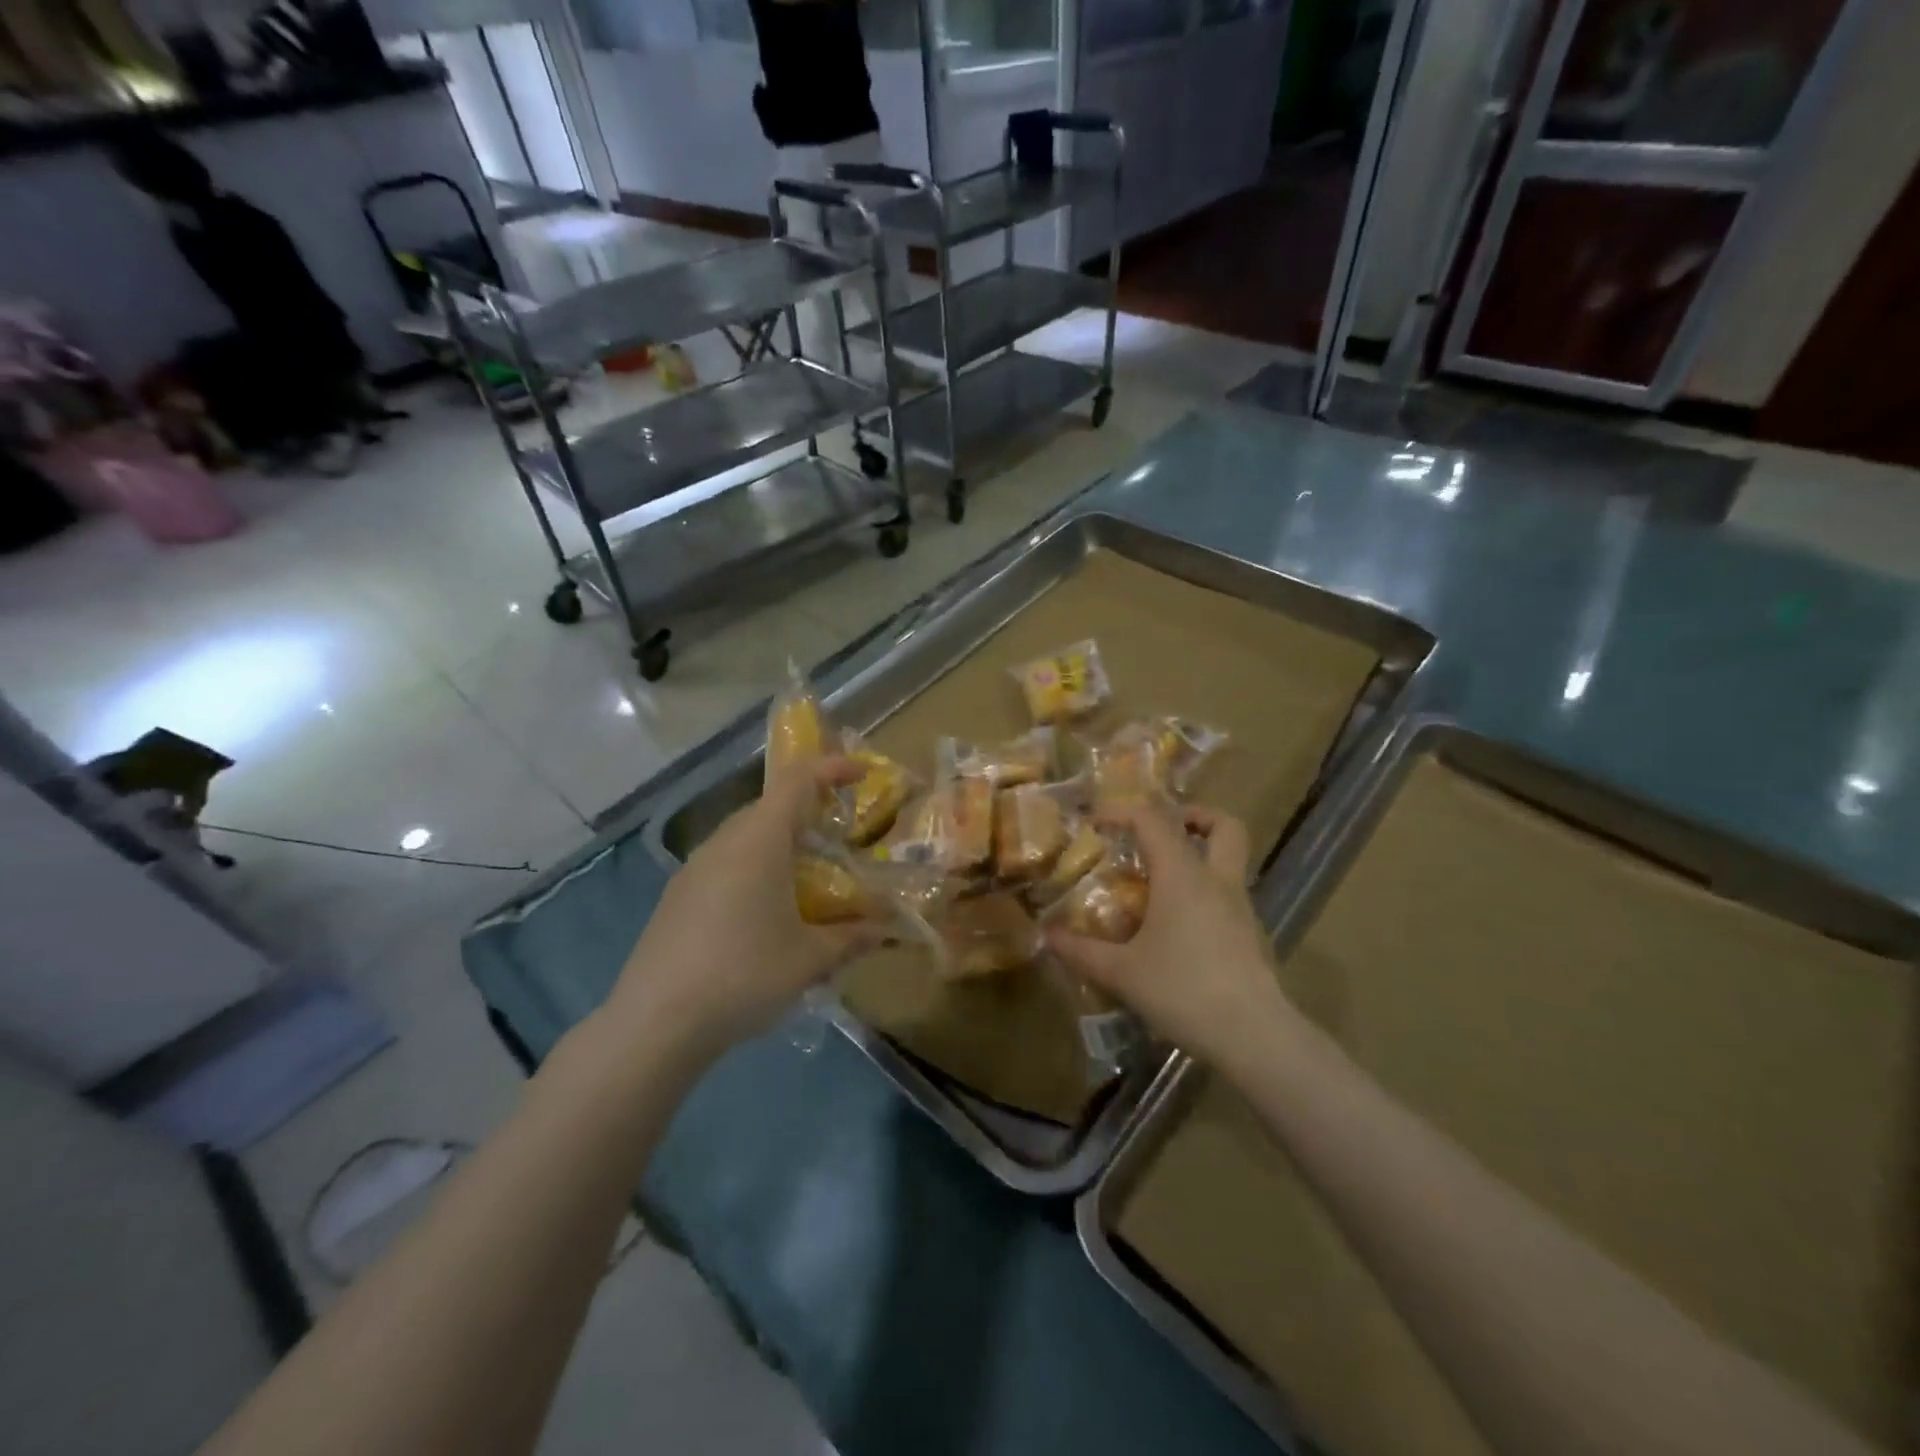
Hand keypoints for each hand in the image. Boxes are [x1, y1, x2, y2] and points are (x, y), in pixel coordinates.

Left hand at [605, 758, 873, 1059]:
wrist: (655, 1022)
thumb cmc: (743, 975)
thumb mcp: (810, 959)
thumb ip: (852, 937)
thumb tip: (885, 927)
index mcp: (758, 840)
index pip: (797, 780)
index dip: (831, 768)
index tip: (861, 773)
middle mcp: (724, 842)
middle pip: (771, 806)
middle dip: (809, 811)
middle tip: (841, 837)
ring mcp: (695, 868)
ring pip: (746, 836)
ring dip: (781, 843)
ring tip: (809, 878)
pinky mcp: (678, 896)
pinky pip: (726, 863)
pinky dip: (756, 868)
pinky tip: (766, 912)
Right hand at [1045, 803, 1286, 1065]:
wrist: (1253, 1035)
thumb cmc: (1183, 989)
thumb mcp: (1121, 972)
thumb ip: (1080, 950)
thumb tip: (1047, 935)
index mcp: (1182, 875)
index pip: (1152, 819)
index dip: (1121, 812)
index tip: (1094, 823)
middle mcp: (1216, 880)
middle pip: (1223, 826)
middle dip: (1194, 816)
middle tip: (1160, 831)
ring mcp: (1240, 907)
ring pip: (1230, 859)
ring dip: (1200, 855)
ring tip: (1161, 882)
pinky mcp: (1250, 935)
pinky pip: (1228, 895)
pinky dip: (1205, 893)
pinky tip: (1179, 926)